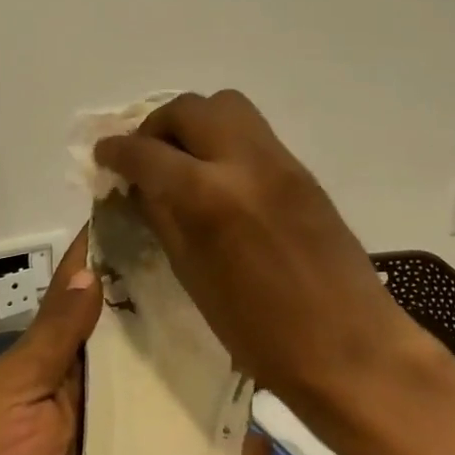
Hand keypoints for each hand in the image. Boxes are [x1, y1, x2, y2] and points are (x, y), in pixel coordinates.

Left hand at [0, 227, 270, 454]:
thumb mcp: (16, 394)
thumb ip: (53, 337)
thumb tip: (91, 271)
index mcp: (59, 359)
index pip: (93, 296)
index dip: (121, 259)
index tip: (166, 219)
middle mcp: (94, 388)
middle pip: (143, 343)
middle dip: (180, 318)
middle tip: (239, 289)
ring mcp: (120, 438)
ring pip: (172, 397)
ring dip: (208, 385)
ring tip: (263, 362)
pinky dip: (217, 454)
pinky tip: (256, 448)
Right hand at [93, 90, 451, 428]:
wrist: (352, 349)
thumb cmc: (261, 332)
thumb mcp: (192, 276)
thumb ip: (161, 218)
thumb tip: (137, 186)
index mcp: (209, 197)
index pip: (146, 152)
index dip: (116, 151)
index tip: (103, 155)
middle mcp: (244, 162)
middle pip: (188, 108)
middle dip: (155, 126)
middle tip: (144, 156)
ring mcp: (279, 161)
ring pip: (225, 105)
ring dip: (193, 121)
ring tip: (182, 158)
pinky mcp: (302, 170)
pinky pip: (251, 130)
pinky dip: (222, 138)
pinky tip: (217, 175)